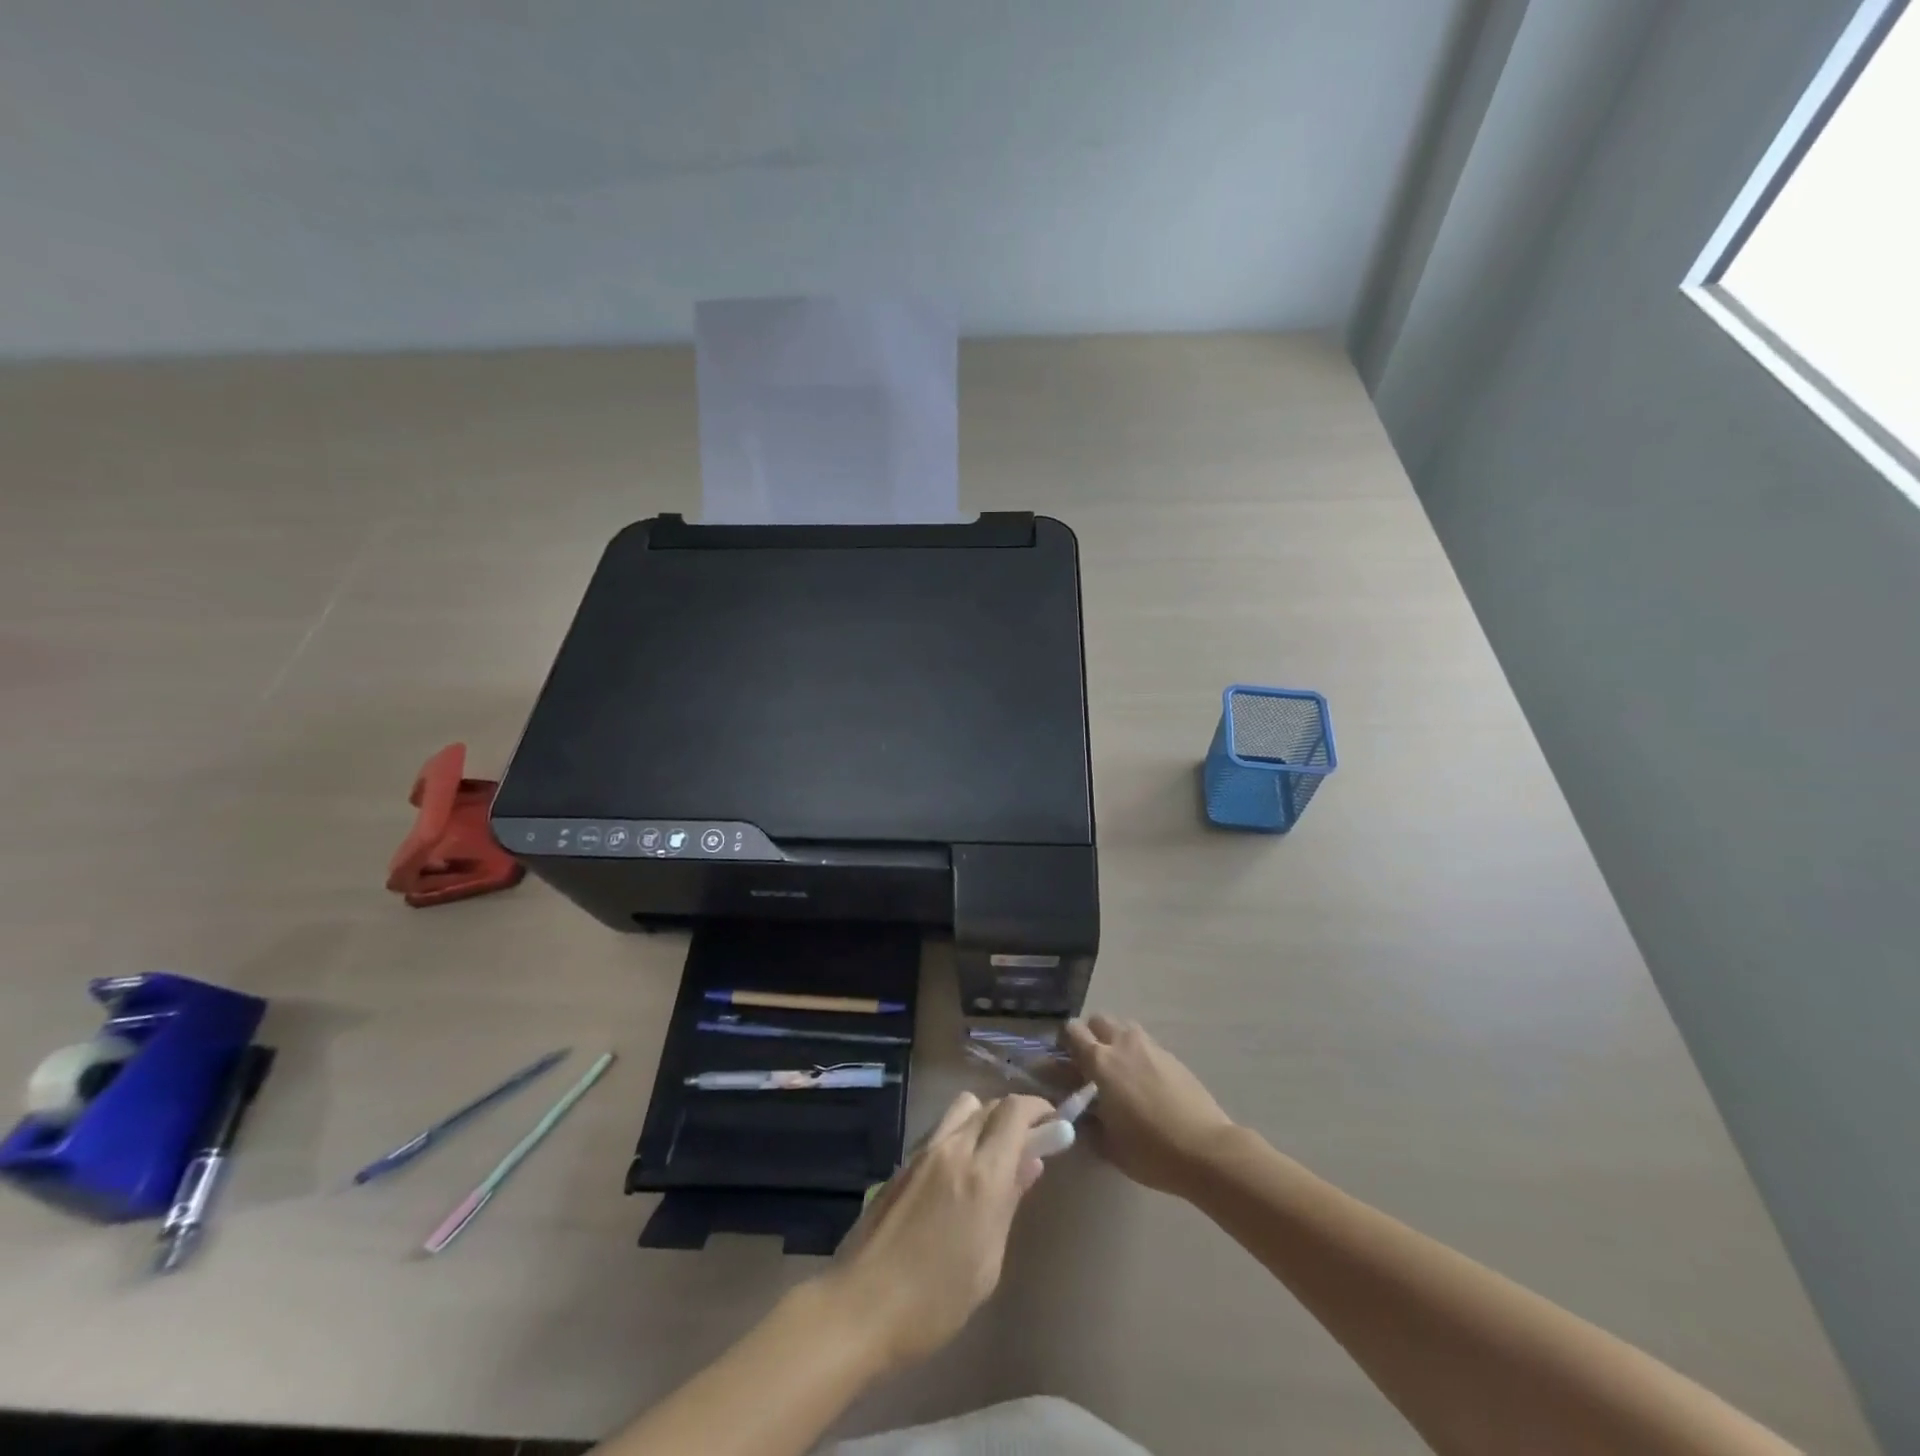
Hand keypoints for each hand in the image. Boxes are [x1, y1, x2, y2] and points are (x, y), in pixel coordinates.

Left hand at [819, 1092, 1051, 1373]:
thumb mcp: (987, 1262)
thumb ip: (1009, 1203)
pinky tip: (960, 1174)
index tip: (1053, 1122)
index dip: (1038, 1108)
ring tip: (993, 1156)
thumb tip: (1030, 1163)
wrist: (860, 1306)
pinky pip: (940, 1131)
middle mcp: (952, 1148)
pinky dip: (960, 1136)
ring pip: (962, 1109)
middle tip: (1028, 1143)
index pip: (1014, 1111)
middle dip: (1014, 1115)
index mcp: (981, 1173)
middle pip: (989, 1104)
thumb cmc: (934, 1301)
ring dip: (984, 1119)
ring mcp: (923, 1152)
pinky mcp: (903, 1163)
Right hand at [1064, 1015, 1235, 1196]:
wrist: (1206, 1150)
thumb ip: (1086, 1124)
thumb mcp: (1108, 1145)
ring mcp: (1151, 1047)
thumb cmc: (1151, 1151)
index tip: (1062, 1061)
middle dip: (1090, 1035)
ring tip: (1118, 1071)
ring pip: (1124, 1028)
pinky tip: (1144, 1083)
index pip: (1072, 1031)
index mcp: (1101, 1062)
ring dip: (1115, 1040)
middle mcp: (1123, 1044)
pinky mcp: (1172, 1057)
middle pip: (1098, 1020)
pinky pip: (1145, 1044)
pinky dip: (1137, 1054)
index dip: (1063, 1042)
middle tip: (1090, 1064)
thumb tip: (1076, 1114)